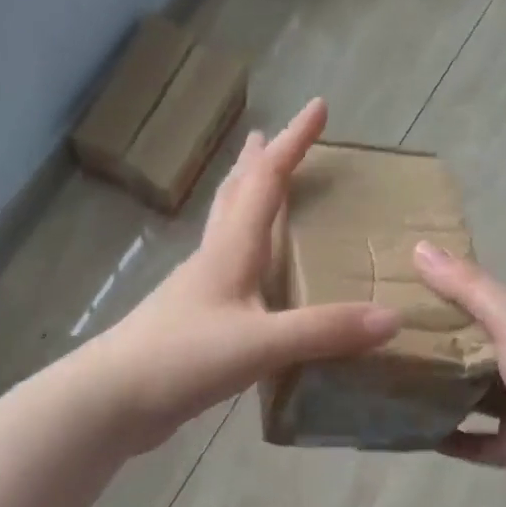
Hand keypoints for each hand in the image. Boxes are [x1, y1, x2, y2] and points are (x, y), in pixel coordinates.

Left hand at [97, 99, 399, 451]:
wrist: (112, 400)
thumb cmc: (181, 358)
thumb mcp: (260, 345)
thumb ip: (324, 330)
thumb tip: (392, 318)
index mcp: (230, 251)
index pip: (266, 181)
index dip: (294, 142)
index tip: (318, 106)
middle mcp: (212, 261)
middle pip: (235, 197)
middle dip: (257, 164)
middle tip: (269, 136)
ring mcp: (198, 293)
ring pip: (226, 233)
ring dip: (245, 203)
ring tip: (262, 192)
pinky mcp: (193, 324)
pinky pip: (228, 275)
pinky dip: (246, 257)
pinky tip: (254, 279)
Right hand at [414, 242, 505, 506]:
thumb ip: (470, 289)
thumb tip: (420, 246)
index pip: (490, 311)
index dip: (451, 301)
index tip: (405, 297)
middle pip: (479, 354)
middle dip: (440, 349)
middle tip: (388, 341)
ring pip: (475, 398)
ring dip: (441, 392)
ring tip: (393, 381)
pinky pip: (473, 441)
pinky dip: (447, 435)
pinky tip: (412, 427)